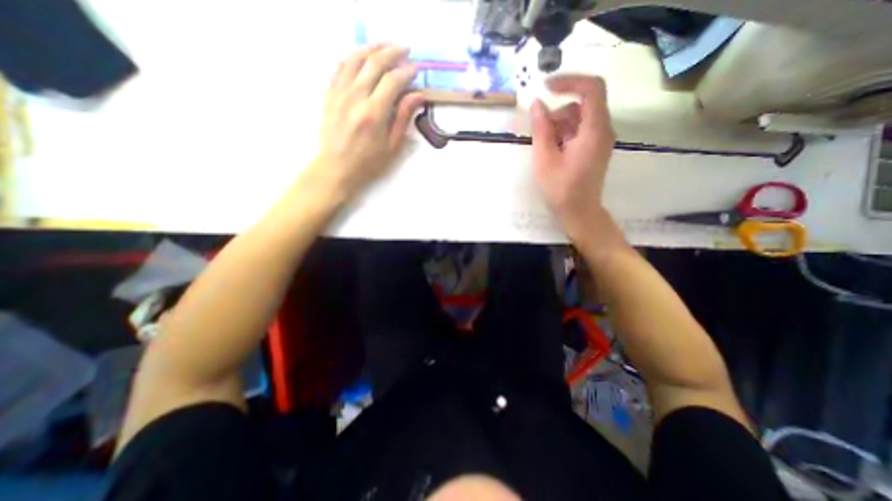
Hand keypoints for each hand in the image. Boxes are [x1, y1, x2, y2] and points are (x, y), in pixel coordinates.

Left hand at [310, 45, 425, 199]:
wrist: (336, 168)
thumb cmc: (368, 162)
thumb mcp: (391, 146)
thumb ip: (403, 118)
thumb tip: (417, 96)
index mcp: (374, 113)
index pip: (393, 81)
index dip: (406, 72)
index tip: (415, 69)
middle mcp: (355, 97)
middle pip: (374, 63)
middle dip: (392, 52)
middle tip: (405, 49)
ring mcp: (339, 92)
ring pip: (355, 58)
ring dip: (372, 47)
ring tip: (385, 45)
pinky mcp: (329, 94)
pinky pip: (340, 66)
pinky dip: (353, 56)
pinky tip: (361, 56)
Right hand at [528, 74, 613, 240]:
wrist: (579, 212)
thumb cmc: (561, 189)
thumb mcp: (545, 159)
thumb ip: (541, 130)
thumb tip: (537, 104)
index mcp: (594, 131)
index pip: (592, 89)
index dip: (569, 81)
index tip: (546, 87)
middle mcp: (603, 130)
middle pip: (582, 104)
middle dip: (557, 113)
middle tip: (540, 133)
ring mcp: (600, 139)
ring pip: (579, 117)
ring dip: (559, 125)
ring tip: (545, 148)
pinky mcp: (595, 147)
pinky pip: (580, 129)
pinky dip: (564, 133)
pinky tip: (553, 151)